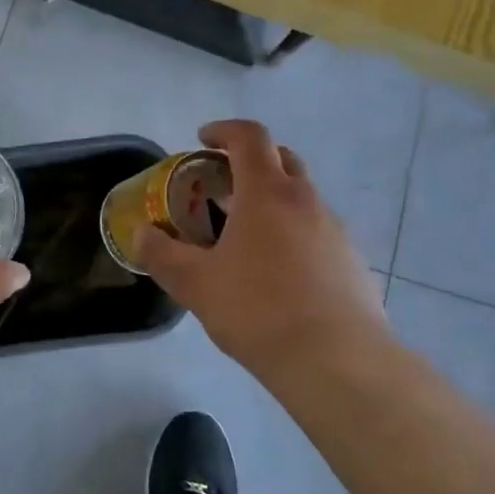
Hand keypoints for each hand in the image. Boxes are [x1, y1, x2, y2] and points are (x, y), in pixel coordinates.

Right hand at [135, 120, 387, 384]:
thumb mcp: (195, 285)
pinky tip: (279, 276)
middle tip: (220, 188)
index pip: (248, 137)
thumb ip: (162, 255)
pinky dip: (294, 235)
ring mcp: (336, 230)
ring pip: (301, 197)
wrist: (338, 363)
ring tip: (245, 239)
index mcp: (267, 193)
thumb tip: (142, 236)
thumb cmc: (258, 311)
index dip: (223, 130)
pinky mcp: (352, 261)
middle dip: (249, 162)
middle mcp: (306, 200)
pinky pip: (318, 232)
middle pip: (280, 159)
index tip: (201, 141)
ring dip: (272, 202)